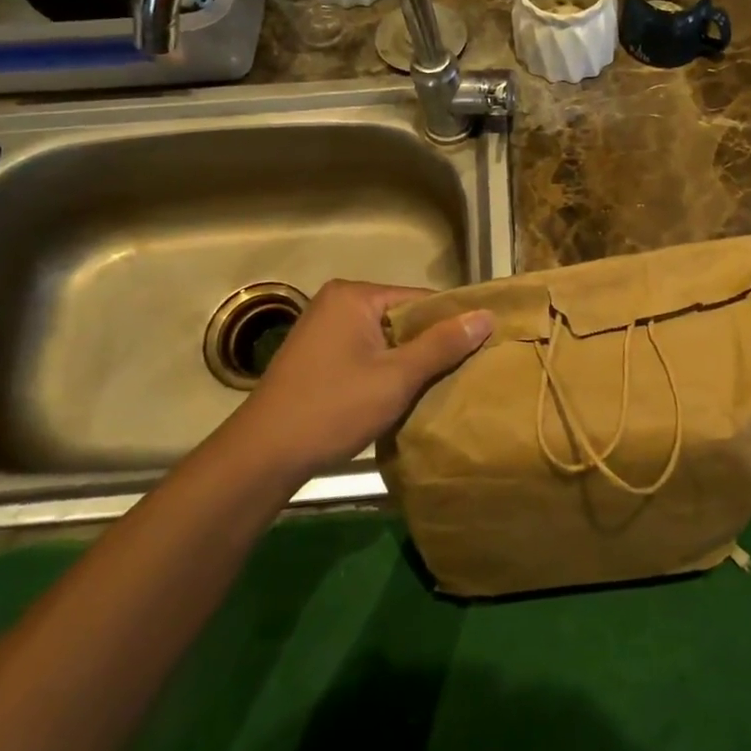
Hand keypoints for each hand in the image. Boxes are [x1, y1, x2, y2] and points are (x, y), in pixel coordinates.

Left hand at [214, 280, 491, 486]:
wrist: (263, 456)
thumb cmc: (333, 408)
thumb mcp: (397, 377)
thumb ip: (442, 345)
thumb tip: (486, 316)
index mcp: (354, 295)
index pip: (421, 299)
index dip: (453, 324)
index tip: (481, 349)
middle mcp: (337, 302)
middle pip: (403, 317)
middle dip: (431, 344)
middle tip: (464, 372)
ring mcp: (323, 329)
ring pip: (386, 338)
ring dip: (409, 361)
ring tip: (439, 385)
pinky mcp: (317, 355)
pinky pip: (367, 352)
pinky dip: (386, 369)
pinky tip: (402, 394)